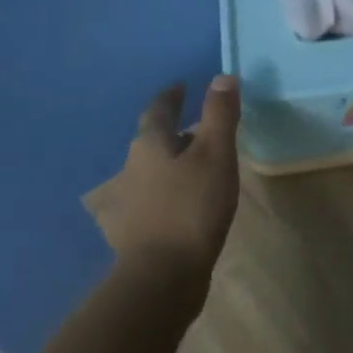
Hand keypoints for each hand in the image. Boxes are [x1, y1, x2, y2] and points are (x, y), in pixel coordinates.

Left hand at [98, 75, 241, 290]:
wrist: (162, 275)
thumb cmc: (192, 206)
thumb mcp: (215, 153)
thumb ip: (219, 115)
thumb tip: (222, 77)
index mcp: (149, 145)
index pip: (158, 110)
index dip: (172, 97)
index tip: (181, 87)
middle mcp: (132, 168)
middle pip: (152, 140)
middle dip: (172, 130)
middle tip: (196, 126)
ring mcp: (130, 202)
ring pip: (152, 171)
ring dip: (171, 162)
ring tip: (196, 164)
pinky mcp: (135, 231)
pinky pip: (153, 199)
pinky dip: (169, 192)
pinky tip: (183, 203)